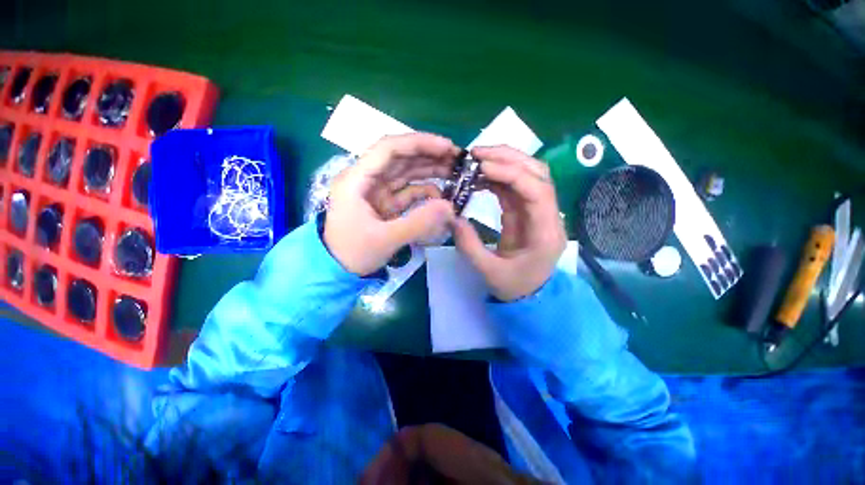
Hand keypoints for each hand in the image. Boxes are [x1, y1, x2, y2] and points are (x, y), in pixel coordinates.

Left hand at [324, 133, 458, 275]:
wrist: (337, 271)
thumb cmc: (352, 253)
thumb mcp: (385, 239)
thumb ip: (419, 223)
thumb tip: (450, 207)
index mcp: (357, 179)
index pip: (389, 148)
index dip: (419, 143)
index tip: (447, 147)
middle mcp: (367, 179)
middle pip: (401, 158)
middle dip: (429, 155)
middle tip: (458, 159)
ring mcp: (377, 192)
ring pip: (406, 173)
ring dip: (430, 170)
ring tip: (455, 173)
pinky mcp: (385, 204)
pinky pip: (408, 192)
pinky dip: (425, 192)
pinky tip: (441, 196)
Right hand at [453, 146, 566, 300]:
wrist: (530, 295)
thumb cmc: (515, 287)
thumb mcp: (489, 272)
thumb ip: (469, 246)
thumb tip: (452, 217)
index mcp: (546, 233)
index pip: (538, 191)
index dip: (512, 173)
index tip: (482, 167)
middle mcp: (549, 215)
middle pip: (537, 173)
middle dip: (507, 158)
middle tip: (476, 154)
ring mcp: (538, 211)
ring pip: (528, 174)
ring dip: (503, 162)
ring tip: (476, 160)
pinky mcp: (526, 211)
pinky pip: (515, 186)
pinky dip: (498, 177)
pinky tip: (480, 176)